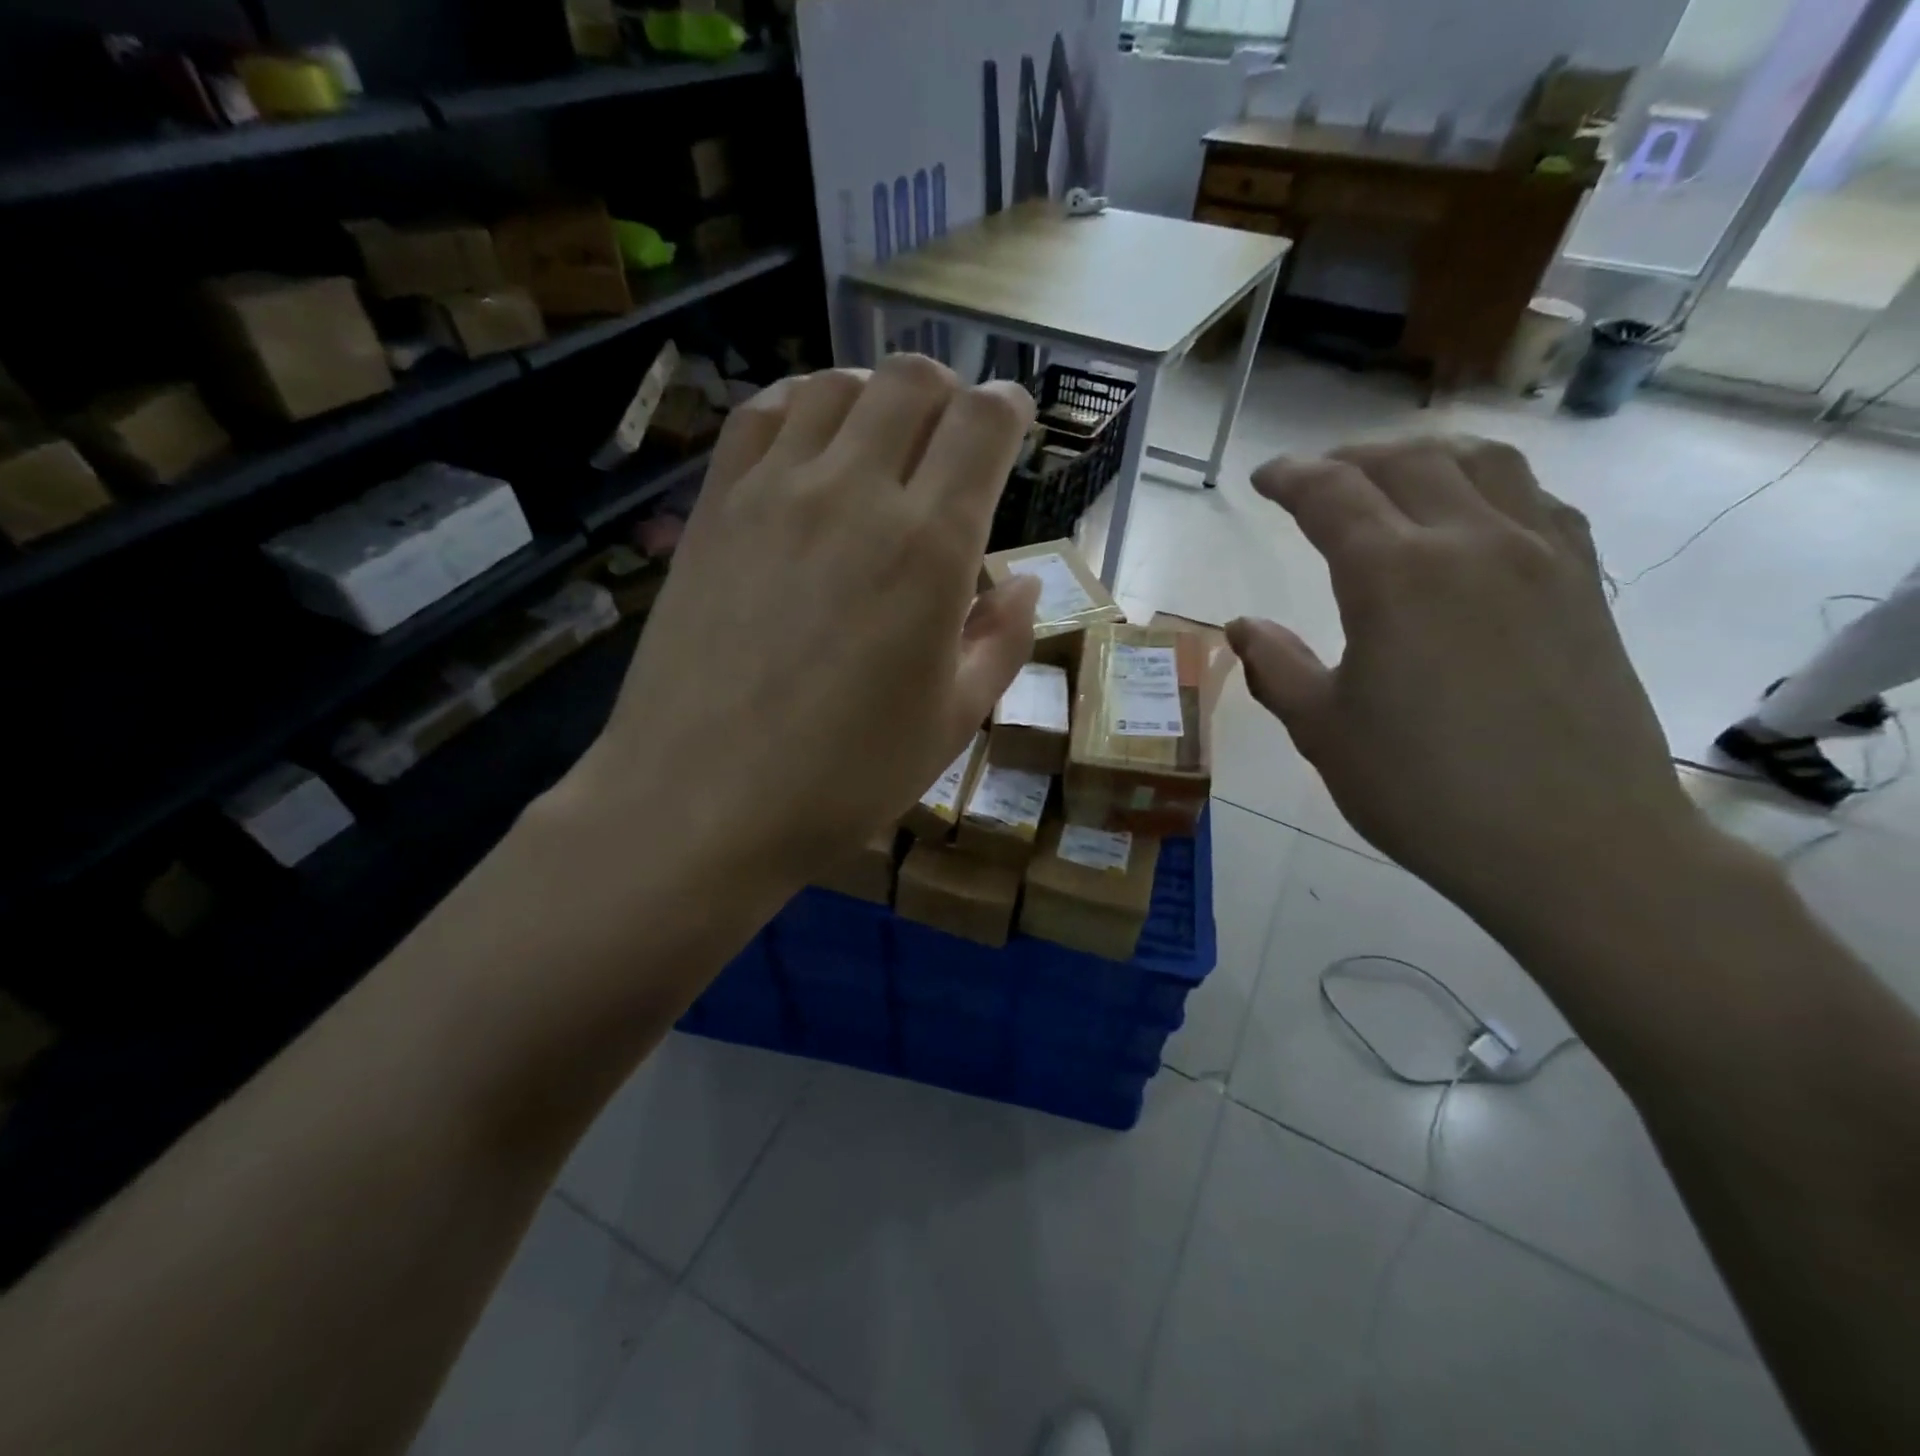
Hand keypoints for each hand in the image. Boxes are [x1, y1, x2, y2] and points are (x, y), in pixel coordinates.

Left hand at [562, 355, 1040, 889]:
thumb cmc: (845, 778)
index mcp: (930, 548)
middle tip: (953, 440)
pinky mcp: (715, 508)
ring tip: (884, 441)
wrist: (701, 804)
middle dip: (949, 394)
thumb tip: (1026, 585)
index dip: (1009, 409)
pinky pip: (761, 416)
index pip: (983, 425)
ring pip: (836, 386)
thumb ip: (1002, 642)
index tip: (1013, 424)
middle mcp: (856, 494)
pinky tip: (811, 445)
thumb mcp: (953, 722)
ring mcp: (775, 492)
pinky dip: (801, 406)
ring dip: (876, 396)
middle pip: (913, 382)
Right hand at [1228, 436, 1706, 929]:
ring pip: (1483, 463)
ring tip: (1392, 476)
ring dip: (1425, 456)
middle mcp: (1471, 543)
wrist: (1574, 844)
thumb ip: (1276, 667)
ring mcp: (1540, 557)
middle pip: (1407, 462)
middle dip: (1349, 459)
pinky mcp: (1583, 586)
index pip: (1332, 494)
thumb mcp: (1323, 732)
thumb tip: (1242, 627)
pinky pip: (1536, 501)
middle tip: (1314, 479)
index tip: (1263, 479)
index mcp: (1394, 575)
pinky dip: (1491, 485)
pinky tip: (1476, 516)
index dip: (1290, 477)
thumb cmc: (1425, 791)